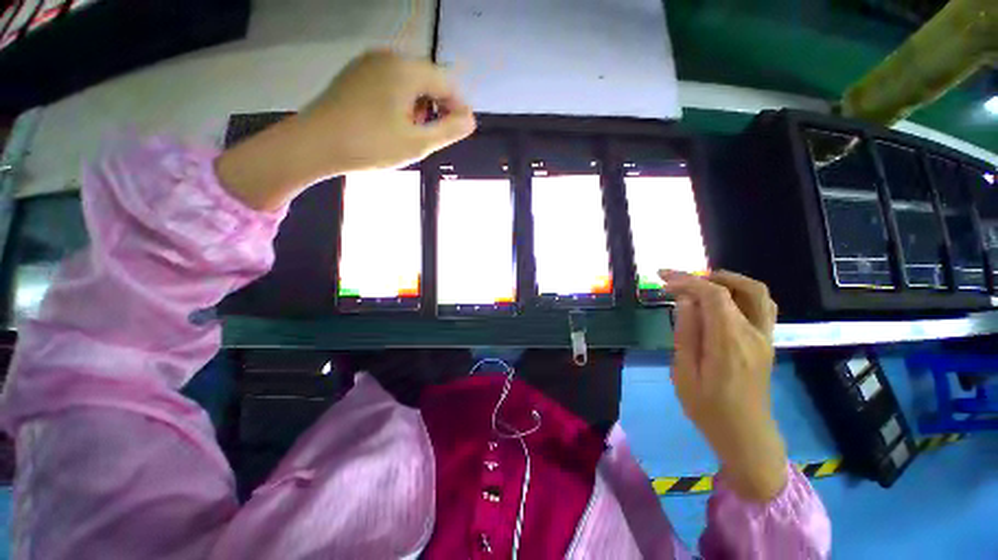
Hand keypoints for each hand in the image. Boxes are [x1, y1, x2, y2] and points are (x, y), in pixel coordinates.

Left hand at [217, 50, 476, 210]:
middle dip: (436, 107)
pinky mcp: (355, 74)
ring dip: (419, 105)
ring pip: (408, 82)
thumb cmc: (371, 145)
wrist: (315, 144)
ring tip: (412, 132)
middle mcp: (388, 57)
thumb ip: (449, 130)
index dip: (458, 107)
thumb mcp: (417, 143)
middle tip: (434, 136)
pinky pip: (389, 83)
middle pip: (427, 79)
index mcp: (406, 69)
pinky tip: (393, 123)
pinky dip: (400, 101)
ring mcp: (368, 63)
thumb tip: (470, 120)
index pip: (446, 82)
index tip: (460, 131)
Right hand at [660, 269, 787, 501]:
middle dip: (706, 276)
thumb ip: (685, 333)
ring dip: (729, 281)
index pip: (714, 295)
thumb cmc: (708, 409)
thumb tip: (684, 301)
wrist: (746, 436)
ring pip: (758, 293)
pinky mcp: (767, 342)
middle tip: (679, 280)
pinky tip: (719, 301)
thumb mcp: (684, 374)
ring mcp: (765, 337)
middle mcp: (753, 334)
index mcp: (729, 343)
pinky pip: (761, 306)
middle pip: (740, 288)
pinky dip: (740, 292)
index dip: (687, 280)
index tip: (662, 278)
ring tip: (699, 284)